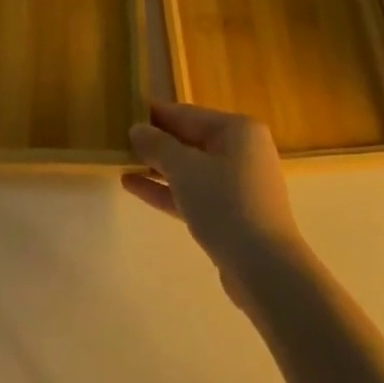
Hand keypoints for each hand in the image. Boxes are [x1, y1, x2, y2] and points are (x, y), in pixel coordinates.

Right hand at [122, 101, 307, 309]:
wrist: (265, 270)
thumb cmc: (225, 204)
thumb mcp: (185, 169)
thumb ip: (158, 146)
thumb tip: (137, 129)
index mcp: (237, 130)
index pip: (188, 114)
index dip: (156, 114)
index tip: (126, 112)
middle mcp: (241, 151)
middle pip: (190, 140)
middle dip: (156, 142)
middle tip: (119, 140)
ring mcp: (237, 185)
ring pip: (190, 169)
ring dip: (157, 167)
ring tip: (121, 161)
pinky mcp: (231, 215)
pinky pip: (194, 193)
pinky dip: (167, 190)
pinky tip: (133, 186)